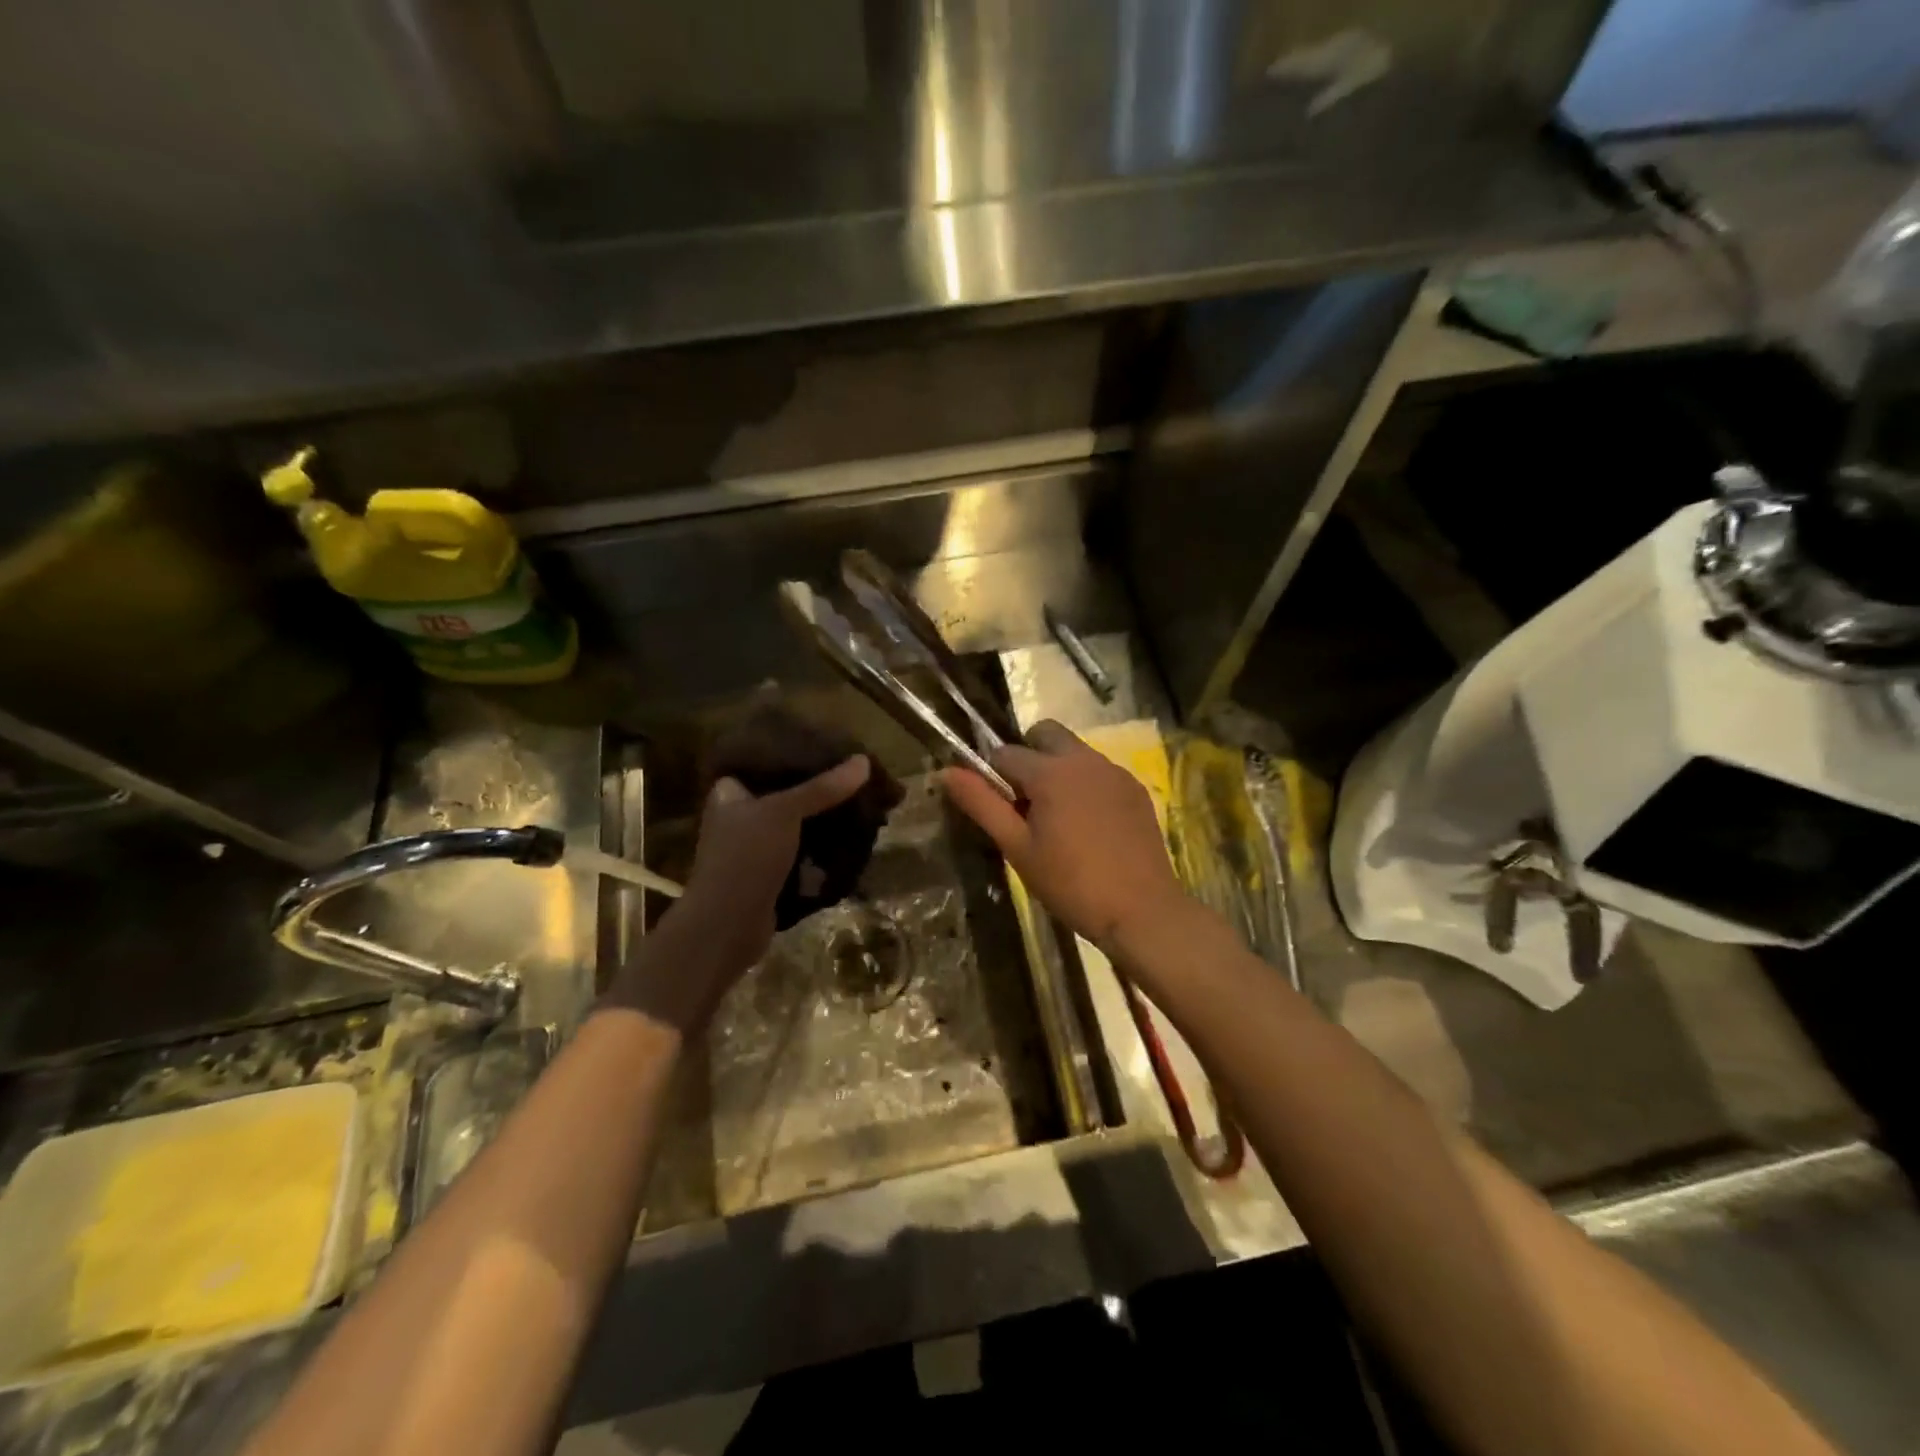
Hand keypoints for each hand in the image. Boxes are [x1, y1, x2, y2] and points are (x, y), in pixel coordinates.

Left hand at [607, 756, 870, 1027]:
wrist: (727, 925)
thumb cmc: (746, 857)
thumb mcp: (784, 812)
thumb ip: (822, 787)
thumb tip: (864, 761)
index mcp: (729, 793)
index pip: (764, 762)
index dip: (794, 754)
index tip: (829, 751)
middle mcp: (738, 817)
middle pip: (784, 794)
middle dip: (817, 791)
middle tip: (853, 780)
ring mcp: (753, 848)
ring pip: (795, 825)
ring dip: (822, 821)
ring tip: (858, 806)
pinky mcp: (768, 875)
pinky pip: (800, 853)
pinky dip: (820, 849)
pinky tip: (848, 840)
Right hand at [941, 720, 1183, 950]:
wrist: (1142, 911)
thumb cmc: (1071, 884)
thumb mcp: (1017, 848)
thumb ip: (982, 804)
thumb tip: (946, 771)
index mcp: (1050, 772)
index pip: (1005, 753)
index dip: (994, 776)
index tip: (999, 808)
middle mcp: (1084, 759)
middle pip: (1045, 734)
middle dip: (1028, 755)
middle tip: (1026, 803)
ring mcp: (1115, 772)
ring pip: (1075, 751)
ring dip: (1058, 769)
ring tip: (1059, 819)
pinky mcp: (1135, 789)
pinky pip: (1100, 771)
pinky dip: (1086, 784)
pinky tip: (1090, 826)